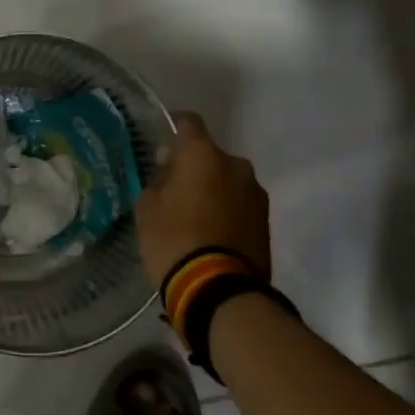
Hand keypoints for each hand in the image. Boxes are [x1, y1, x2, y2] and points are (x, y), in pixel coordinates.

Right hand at [135, 112, 270, 289]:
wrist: (220, 292)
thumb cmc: (174, 241)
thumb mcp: (147, 210)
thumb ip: (158, 182)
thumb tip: (170, 172)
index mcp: (203, 154)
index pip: (188, 123)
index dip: (173, 129)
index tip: (161, 146)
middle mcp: (235, 165)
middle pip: (209, 156)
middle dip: (194, 168)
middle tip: (174, 192)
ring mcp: (256, 194)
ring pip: (228, 182)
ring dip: (213, 191)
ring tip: (195, 219)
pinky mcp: (266, 222)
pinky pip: (240, 206)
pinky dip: (227, 213)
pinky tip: (212, 235)